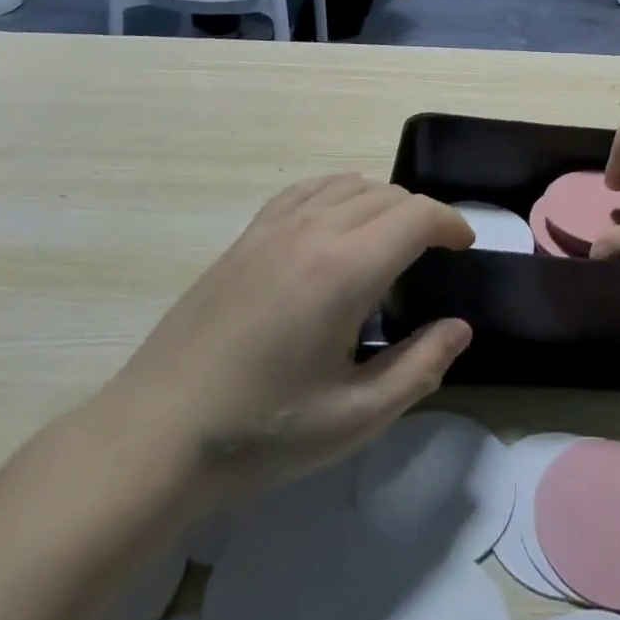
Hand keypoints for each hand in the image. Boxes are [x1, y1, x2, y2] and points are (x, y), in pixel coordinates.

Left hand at [96, 175, 473, 513]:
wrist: (155, 434)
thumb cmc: (260, 433)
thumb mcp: (354, 419)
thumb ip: (419, 369)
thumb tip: (460, 328)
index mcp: (346, 268)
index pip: (418, 215)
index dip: (452, 223)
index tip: (464, 247)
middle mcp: (316, 229)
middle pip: (389, 195)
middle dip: (423, 216)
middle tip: (432, 257)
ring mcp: (277, 226)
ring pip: (351, 185)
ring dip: (384, 202)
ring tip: (391, 241)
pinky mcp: (249, 234)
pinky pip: (309, 189)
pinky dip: (339, 192)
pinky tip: (338, 220)